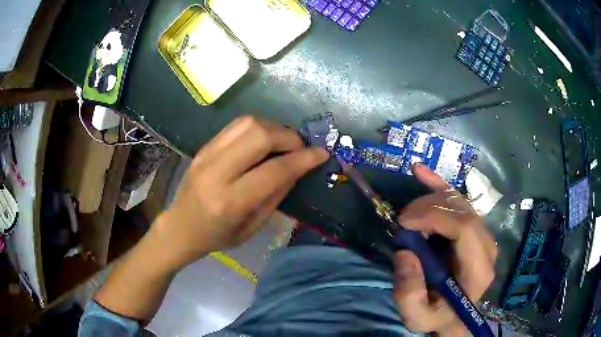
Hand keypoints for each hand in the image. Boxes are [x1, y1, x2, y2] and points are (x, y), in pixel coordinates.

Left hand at [153, 116, 328, 267]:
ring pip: (248, 123)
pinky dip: (257, 128)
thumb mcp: (252, 227)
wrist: (180, 226)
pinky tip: (264, 141)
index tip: (321, 154)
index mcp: (230, 202)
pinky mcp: (204, 146)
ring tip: (283, 143)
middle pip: (260, 135)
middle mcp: (216, 172)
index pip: (274, 171)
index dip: (303, 159)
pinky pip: (236, 125)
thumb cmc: (217, 236)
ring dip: (274, 128)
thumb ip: (276, 195)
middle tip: (299, 149)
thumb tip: (298, 167)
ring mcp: (207, 154)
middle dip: (288, 137)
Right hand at [393, 164, 496, 335]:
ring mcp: (483, 235)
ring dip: (431, 198)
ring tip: (408, 211)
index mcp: (478, 269)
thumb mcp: (417, 317)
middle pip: (463, 211)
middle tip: (401, 219)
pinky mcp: (474, 229)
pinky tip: (422, 173)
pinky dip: (440, 186)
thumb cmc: (437, 316)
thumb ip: (409, 294)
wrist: (453, 315)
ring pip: (460, 203)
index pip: (465, 228)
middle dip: (428, 207)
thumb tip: (405, 252)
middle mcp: (487, 246)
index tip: (404, 221)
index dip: (435, 216)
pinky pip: (459, 201)